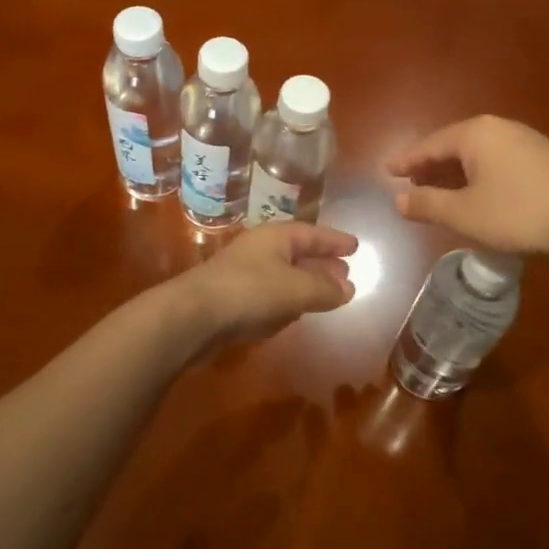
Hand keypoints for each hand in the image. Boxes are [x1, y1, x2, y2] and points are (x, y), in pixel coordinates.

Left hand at [178, 222, 357, 349]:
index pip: (312, 233)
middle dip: (322, 264)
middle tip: (345, 273)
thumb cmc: (250, 291)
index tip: (355, 246)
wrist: (193, 315)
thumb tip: (349, 288)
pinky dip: (286, 301)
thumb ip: (325, 289)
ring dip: (305, 284)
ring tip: (327, 295)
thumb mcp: (296, 289)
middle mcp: (260, 250)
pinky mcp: (234, 299)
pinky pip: (269, 295)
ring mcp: (244, 274)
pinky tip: (294, 314)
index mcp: (275, 237)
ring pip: (284, 275)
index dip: (334, 240)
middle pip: (298, 253)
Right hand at [387, 115, 548, 255]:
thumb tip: (398, 200)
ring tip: (442, 189)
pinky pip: (499, 159)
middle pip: (454, 144)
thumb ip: (427, 204)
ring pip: (479, 152)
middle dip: (431, 164)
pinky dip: (480, 173)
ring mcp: (526, 139)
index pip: (430, 144)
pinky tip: (480, 192)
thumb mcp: (464, 214)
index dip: (407, 160)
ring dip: (456, 170)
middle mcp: (499, 127)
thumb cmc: (517, 214)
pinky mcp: (545, 156)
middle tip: (412, 181)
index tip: (388, 170)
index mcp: (475, 133)